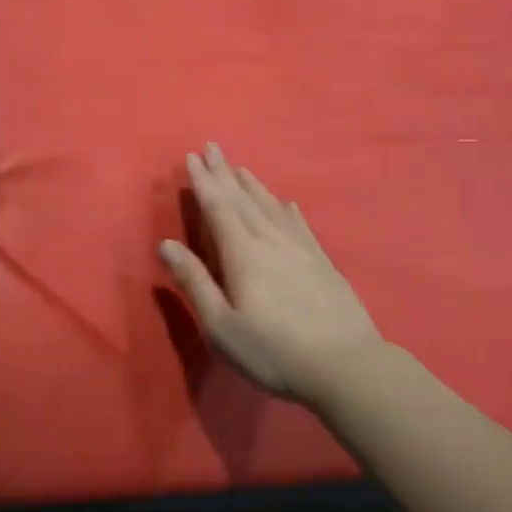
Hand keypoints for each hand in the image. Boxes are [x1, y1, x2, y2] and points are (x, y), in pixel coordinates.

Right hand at [160, 143, 384, 404]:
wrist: (345, 364)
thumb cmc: (273, 350)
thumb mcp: (222, 325)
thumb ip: (194, 282)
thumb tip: (166, 245)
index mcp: (242, 253)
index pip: (218, 208)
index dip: (203, 182)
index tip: (192, 157)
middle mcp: (270, 240)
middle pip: (243, 199)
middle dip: (225, 173)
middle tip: (212, 147)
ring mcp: (300, 248)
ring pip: (271, 206)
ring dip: (253, 185)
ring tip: (241, 168)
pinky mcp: (322, 260)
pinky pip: (298, 223)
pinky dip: (286, 208)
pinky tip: (285, 202)